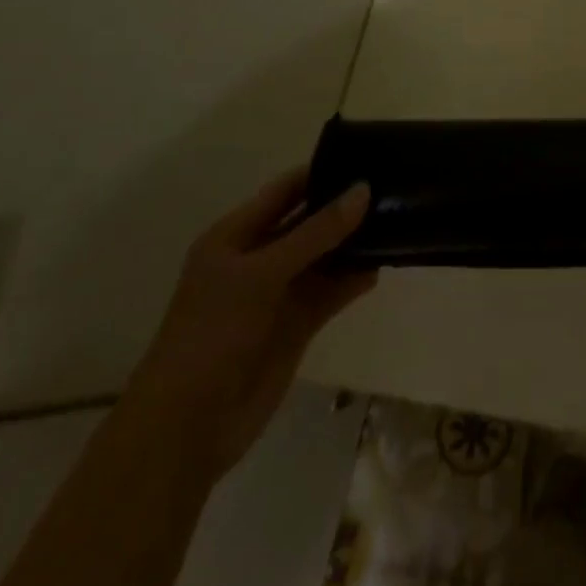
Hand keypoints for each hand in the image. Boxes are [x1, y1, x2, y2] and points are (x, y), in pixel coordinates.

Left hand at [125, 170, 376, 477]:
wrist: (187, 429)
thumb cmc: (213, 335)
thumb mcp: (262, 274)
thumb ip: (316, 233)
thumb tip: (364, 190)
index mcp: (235, 236)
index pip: (285, 190)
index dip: (322, 172)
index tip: (367, 156)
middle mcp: (258, 259)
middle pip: (309, 222)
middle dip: (345, 207)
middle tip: (394, 186)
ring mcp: (278, 293)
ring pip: (324, 257)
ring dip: (354, 243)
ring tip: (398, 221)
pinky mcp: (296, 325)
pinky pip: (331, 292)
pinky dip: (354, 280)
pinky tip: (382, 266)